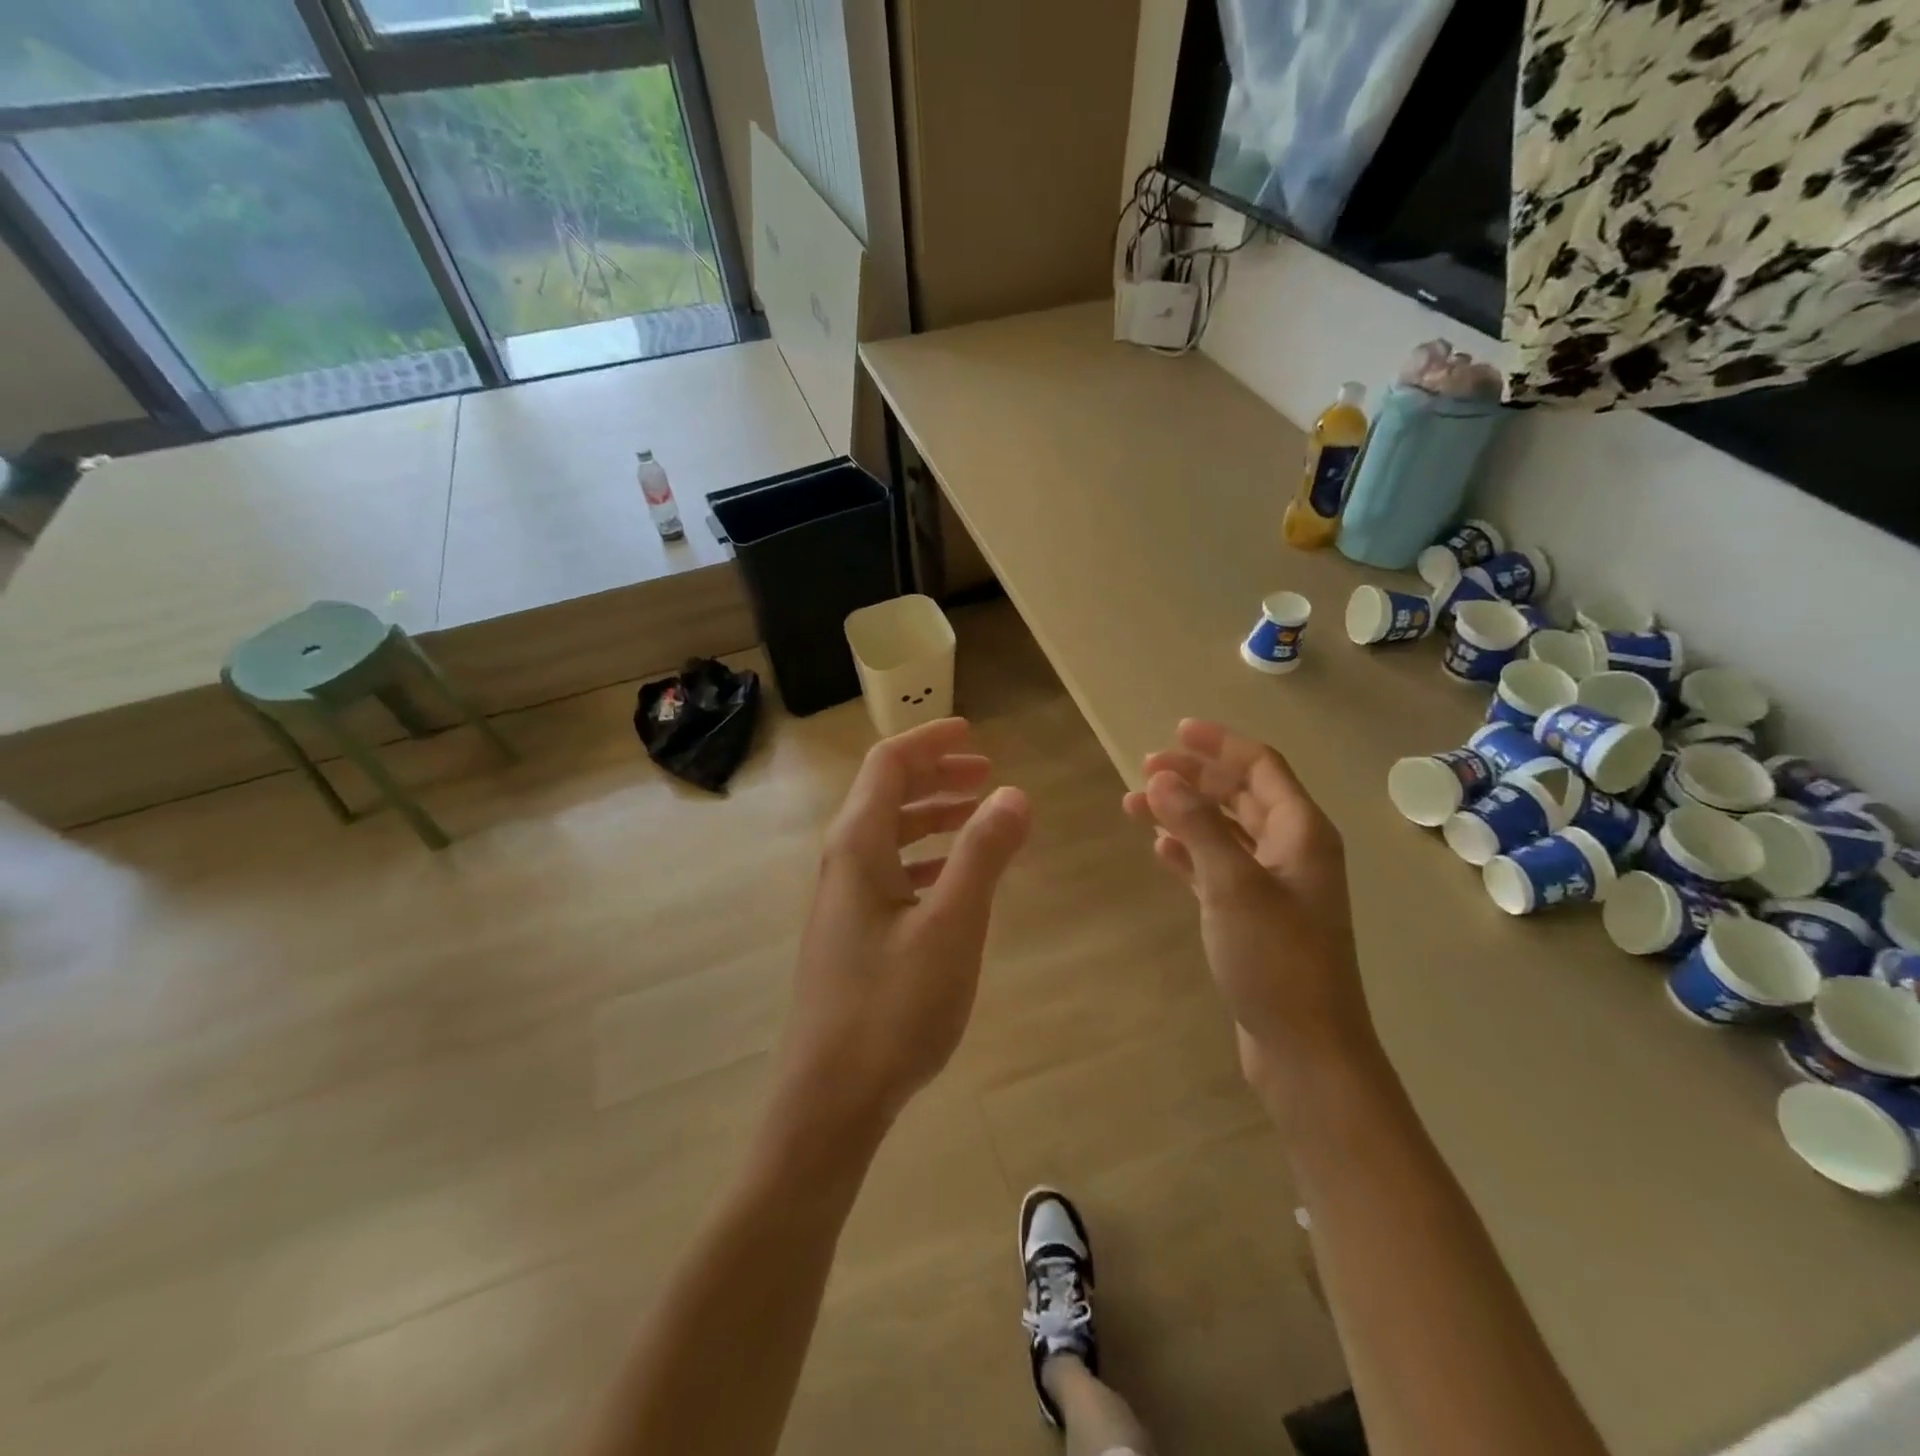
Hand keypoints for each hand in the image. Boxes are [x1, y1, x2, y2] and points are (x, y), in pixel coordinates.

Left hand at [776, 718, 1031, 1140]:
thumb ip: (983, 854)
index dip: (930, 740)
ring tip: (981, 818)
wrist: (830, 1099)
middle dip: (937, 775)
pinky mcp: (850, 933)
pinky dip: (925, 858)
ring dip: (933, 816)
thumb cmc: (892, 1007)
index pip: (889, 765)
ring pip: (889, 835)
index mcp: (857, 846)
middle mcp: (842, 862)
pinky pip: (889, 872)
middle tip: (988, 774)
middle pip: (886, 794)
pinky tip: (954, 878)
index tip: (976, 734)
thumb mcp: (951, 926)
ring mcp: (842, 900)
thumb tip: (1014, 793)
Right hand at [1123, 719, 1374, 1092]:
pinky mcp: (1254, 916)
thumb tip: (1162, 779)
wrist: (1305, 1049)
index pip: (1261, 767)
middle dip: (1194, 777)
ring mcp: (1274, 885)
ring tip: (1136, 806)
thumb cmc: (1276, 960)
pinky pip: (1218, 866)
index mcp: (1301, 833)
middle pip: (1241, 795)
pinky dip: (1189, 851)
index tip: (1176, 730)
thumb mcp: (1233, 884)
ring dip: (1184, 813)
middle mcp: (1292, 850)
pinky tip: (1160, 848)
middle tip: (1144, 769)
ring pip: (1225, 831)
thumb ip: (1198, 826)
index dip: (1220, 744)